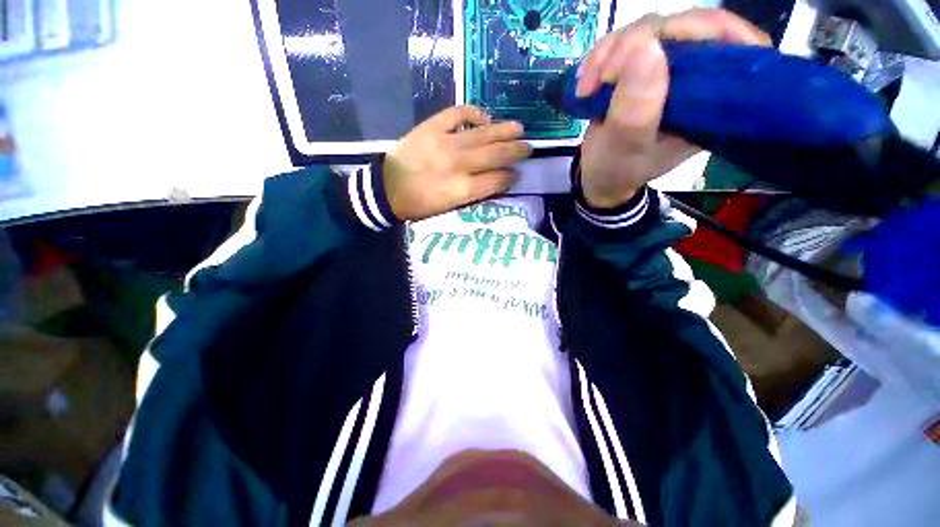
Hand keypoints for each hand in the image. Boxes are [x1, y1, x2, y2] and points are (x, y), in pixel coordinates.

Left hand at [383, 106, 532, 220]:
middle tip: (529, 147)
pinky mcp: (432, 127)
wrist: (386, 190)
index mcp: (462, 189)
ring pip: (483, 133)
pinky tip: (484, 117)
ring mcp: (445, 142)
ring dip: (504, 130)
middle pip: (496, 155)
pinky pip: (458, 113)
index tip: (517, 174)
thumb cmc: (419, 206)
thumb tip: (496, 181)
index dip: (511, 177)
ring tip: (519, 128)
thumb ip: (474, 195)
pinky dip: (474, 113)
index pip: (497, 180)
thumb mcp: (449, 209)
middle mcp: (458, 164)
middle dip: (516, 151)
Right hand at [576, 9, 770, 207]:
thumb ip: (636, 111)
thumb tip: (646, 48)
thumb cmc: (616, 170)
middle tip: (604, 76)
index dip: (701, 30)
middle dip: (638, 42)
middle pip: (685, 27)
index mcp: (713, 102)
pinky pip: (626, 42)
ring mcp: (669, 70)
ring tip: (588, 87)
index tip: (656, 45)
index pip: (733, 44)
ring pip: (650, 30)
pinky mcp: (643, 68)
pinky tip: (587, 83)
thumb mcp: (625, 148)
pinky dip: (601, 56)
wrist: (597, 177)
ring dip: (611, 52)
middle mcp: (698, 79)